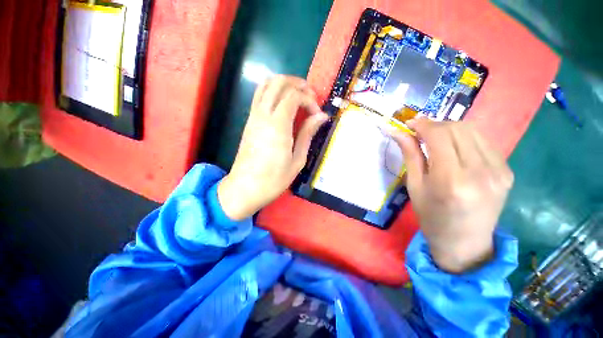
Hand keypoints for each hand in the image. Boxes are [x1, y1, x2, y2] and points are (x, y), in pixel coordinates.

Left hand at [218, 76, 328, 219]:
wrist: (245, 188)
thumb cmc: (274, 179)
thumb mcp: (297, 160)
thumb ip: (308, 134)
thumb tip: (321, 116)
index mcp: (278, 126)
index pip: (294, 96)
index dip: (309, 100)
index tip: (317, 114)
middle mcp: (263, 115)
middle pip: (278, 82)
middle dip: (298, 83)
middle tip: (310, 96)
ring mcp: (253, 116)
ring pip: (266, 84)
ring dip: (284, 84)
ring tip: (298, 96)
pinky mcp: (249, 121)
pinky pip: (260, 96)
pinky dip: (274, 92)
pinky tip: (284, 105)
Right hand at [390, 119, 513, 272]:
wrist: (465, 243)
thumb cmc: (432, 218)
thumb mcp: (414, 187)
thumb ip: (410, 155)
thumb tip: (398, 132)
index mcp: (452, 180)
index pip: (439, 136)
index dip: (422, 124)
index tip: (409, 124)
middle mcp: (480, 171)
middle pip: (457, 128)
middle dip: (435, 124)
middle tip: (419, 131)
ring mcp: (499, 170)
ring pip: (472, 131)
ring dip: (449, 129)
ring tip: (434, 138)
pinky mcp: (507, 171)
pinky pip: (483, 142)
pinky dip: (464, 138)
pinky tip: (453, 147)